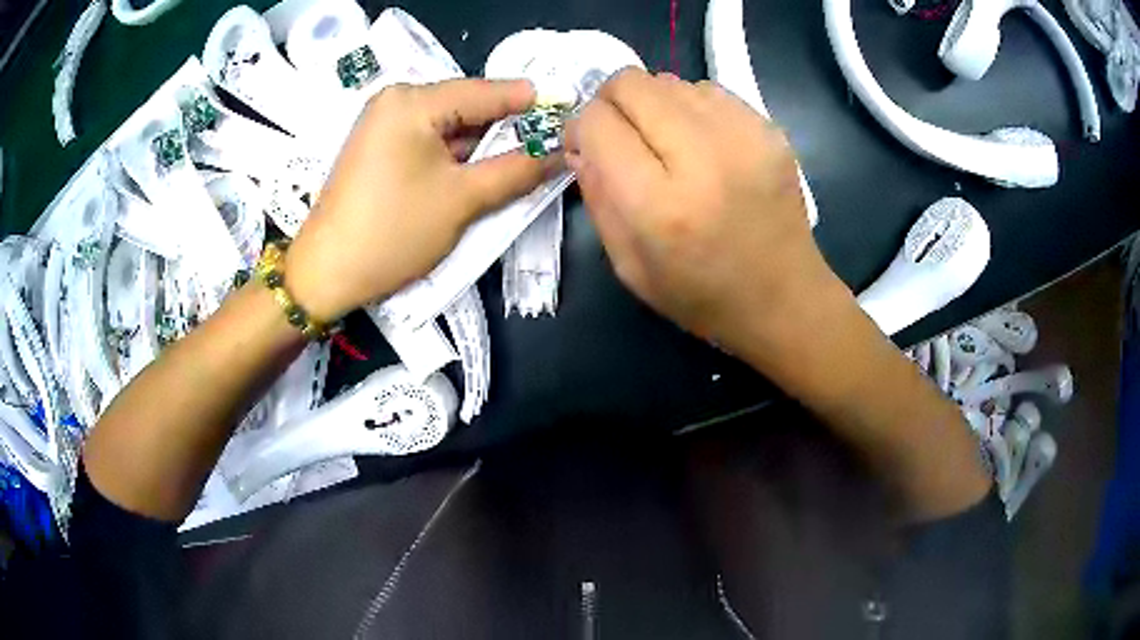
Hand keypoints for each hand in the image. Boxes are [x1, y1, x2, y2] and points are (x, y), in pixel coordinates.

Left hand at [285, 79, 554, 320]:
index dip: (532, 103)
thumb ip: (516, 170)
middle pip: (468, 108)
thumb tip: (560, 152)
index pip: (487, 92)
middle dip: (506, 130)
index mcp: (413, 101)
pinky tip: (479, 173)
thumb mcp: (462, 200)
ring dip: (482, 147)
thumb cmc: (392, 232)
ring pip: (450, 127)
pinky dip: (456, 157)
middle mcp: (396, 101)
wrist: (326, 273)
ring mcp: (384, 124)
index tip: (570, 111)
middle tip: (551, 146)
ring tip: (522, 164)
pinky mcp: (379, 148)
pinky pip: (429, 142)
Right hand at [564, 69, 841, 356]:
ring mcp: (743, 136)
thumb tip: (581, 144)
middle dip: (611, 102)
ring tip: (666, 141)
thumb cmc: (701, 295)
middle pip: (631, 84)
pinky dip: (691, 107)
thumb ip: (596, 197)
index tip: (587, 146)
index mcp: (659, 205)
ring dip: (653, 103)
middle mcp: (702, 158)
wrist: (785, 298)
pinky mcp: (770, 129)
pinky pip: (708, 90)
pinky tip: (702, 143)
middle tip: (621, 134)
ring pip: (669, 80)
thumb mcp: (628, 265)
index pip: (597, 123)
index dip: (581, 128)